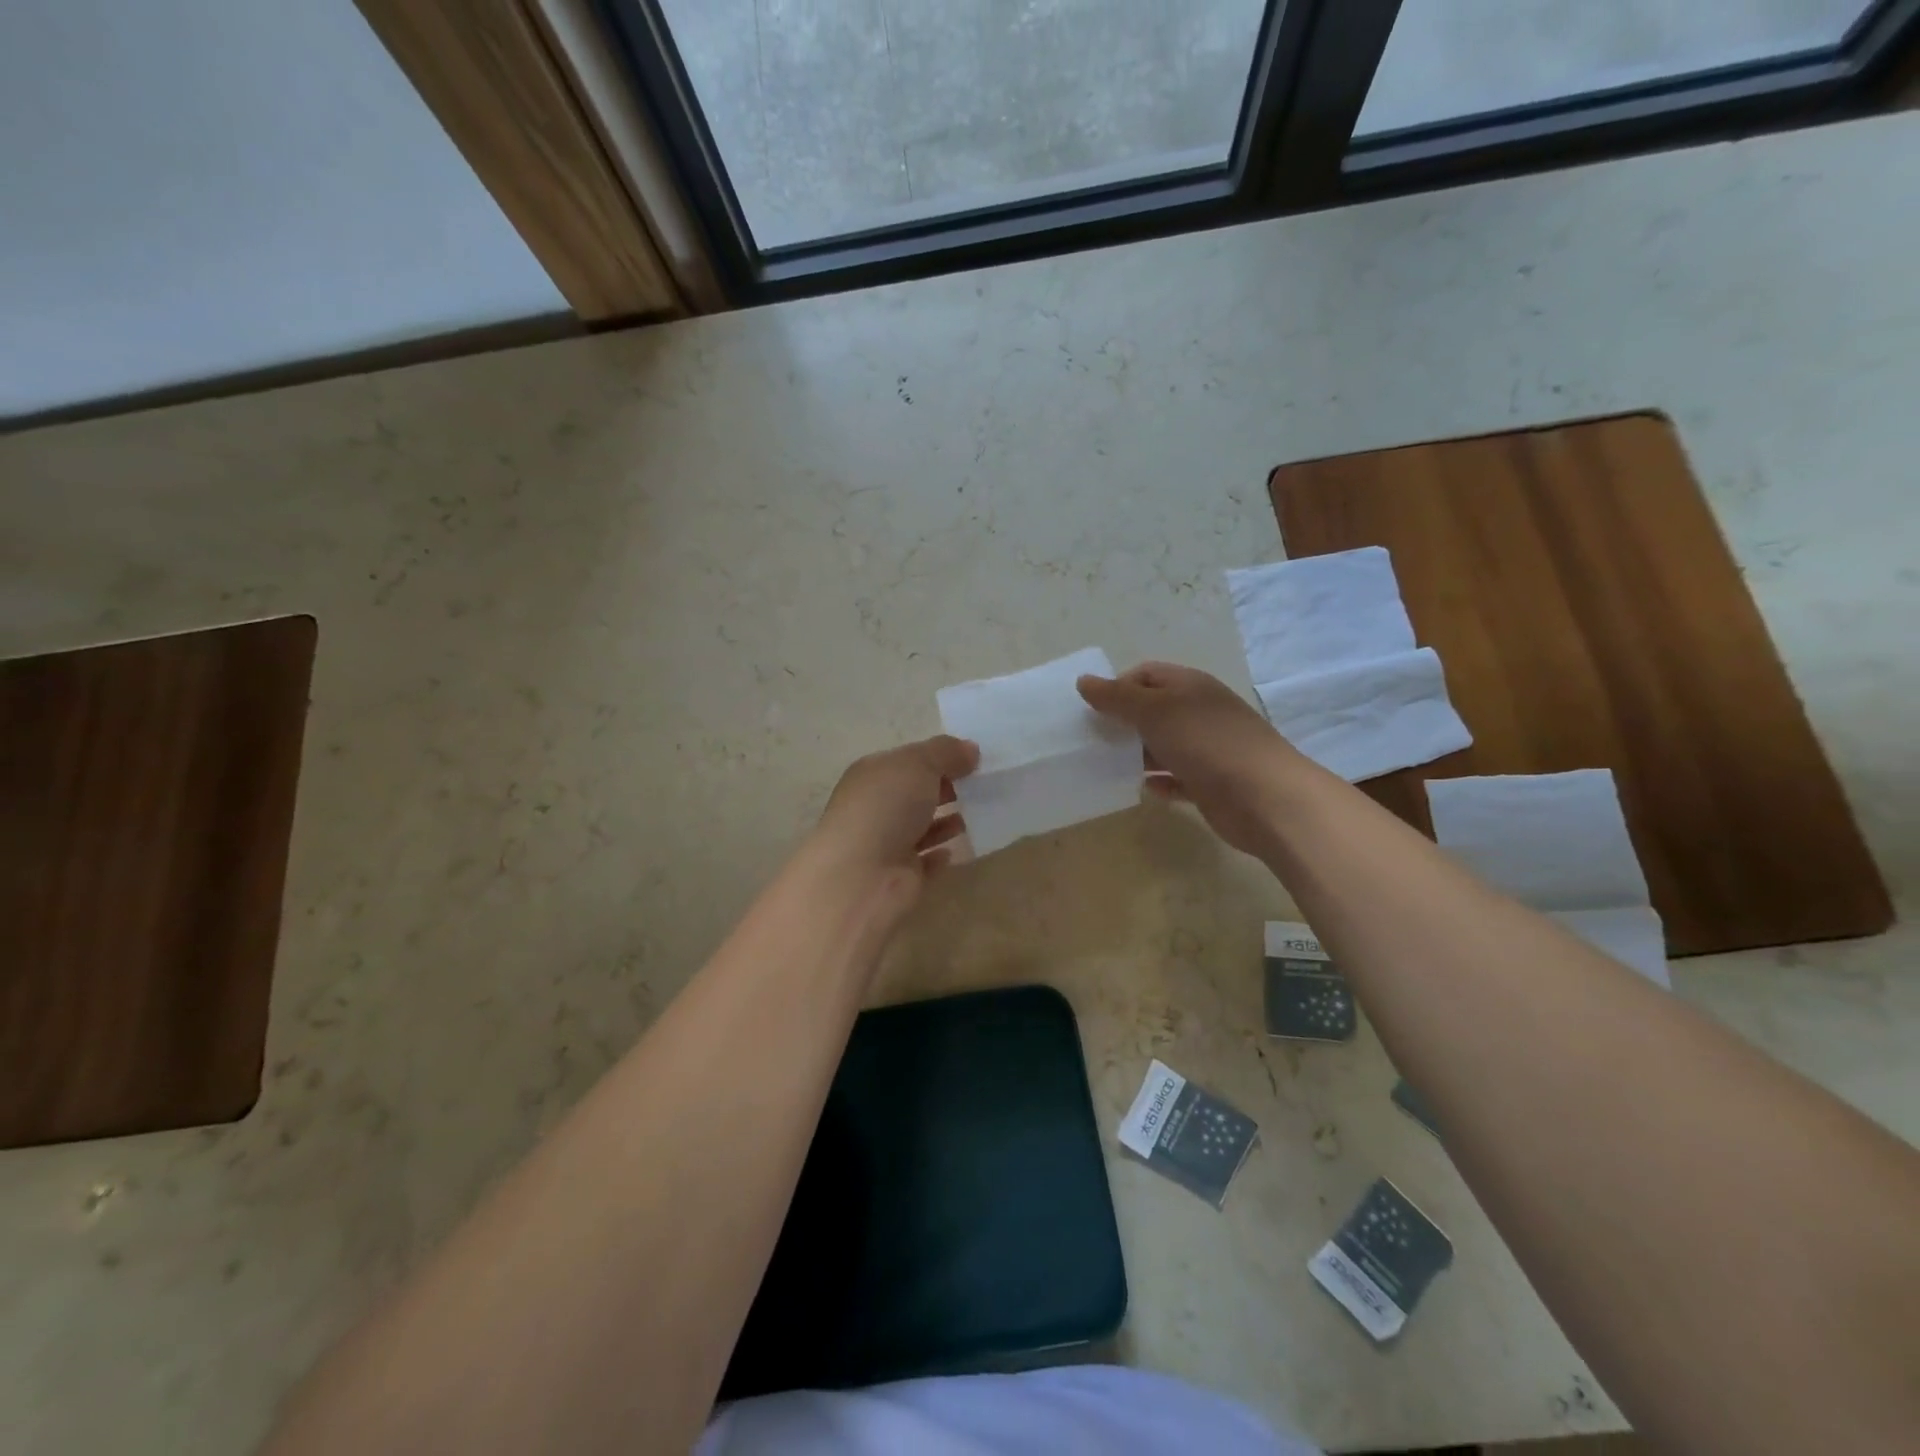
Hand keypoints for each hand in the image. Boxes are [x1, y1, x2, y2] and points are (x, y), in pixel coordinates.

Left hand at [808, 734, 979, 925]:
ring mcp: (887, 844)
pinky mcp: (900, 876)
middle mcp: (876, 807)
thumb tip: (970, 749)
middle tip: (982, 786)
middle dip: (945, 788)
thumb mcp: (918, 764)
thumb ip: (946, 752)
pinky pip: (925, 862)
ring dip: (946, 821)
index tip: (973, 760)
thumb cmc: (886, 807)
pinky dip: (940, 856)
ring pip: (921, 827)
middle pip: (914, 793)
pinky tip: (957, 850)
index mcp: (872, 775)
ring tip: (978, 814)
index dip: (938, 757)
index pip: (907, 761)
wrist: (862, 876)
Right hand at [1078, 662, 1296, 858]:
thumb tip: (1084, 681)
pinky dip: (1160, 782)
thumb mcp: (1154, 711)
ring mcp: (1208, 749)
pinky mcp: (1212, 783)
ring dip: (1139, 754)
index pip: (1146, 674)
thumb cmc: (1206, 743)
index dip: (1118, 687)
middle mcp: (1200, 712)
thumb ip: (1117, 697)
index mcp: (1190, 686)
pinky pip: (1178, 778)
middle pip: (1154, 710)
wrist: (1264, 797)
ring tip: (1108, 767)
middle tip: (1094, 740)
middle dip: (1124, 723)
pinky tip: (1144, 790)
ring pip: (1164, 746)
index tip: (1093, 710)